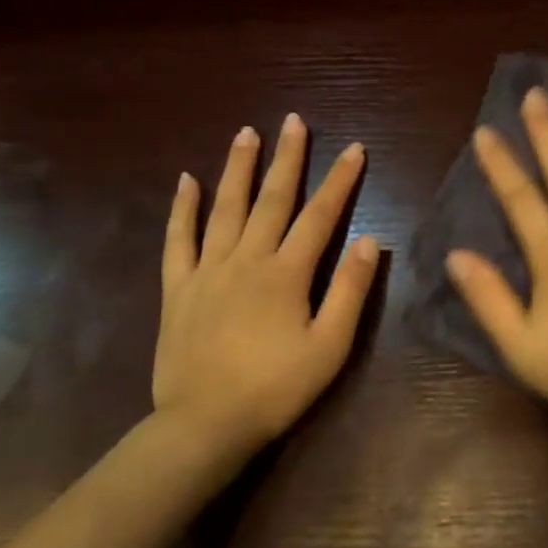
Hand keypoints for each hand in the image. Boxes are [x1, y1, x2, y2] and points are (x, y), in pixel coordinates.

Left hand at [154, 114, 379, 452]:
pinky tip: (186, 181)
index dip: (340, 181)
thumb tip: (369, 240)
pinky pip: (178, 240)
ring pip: (224, 208)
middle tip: (292, 122)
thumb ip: (349, 291)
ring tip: (246, 133)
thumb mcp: (329, 346)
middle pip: (271, 200)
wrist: (205, 425)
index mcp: (286, 274)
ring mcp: (207, 271)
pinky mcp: (178, 289)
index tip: (354, 149)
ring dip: (237, 168)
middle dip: (286, 159)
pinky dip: (182, 209)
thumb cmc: (276, 389)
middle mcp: (246, 259)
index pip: (320, 216)